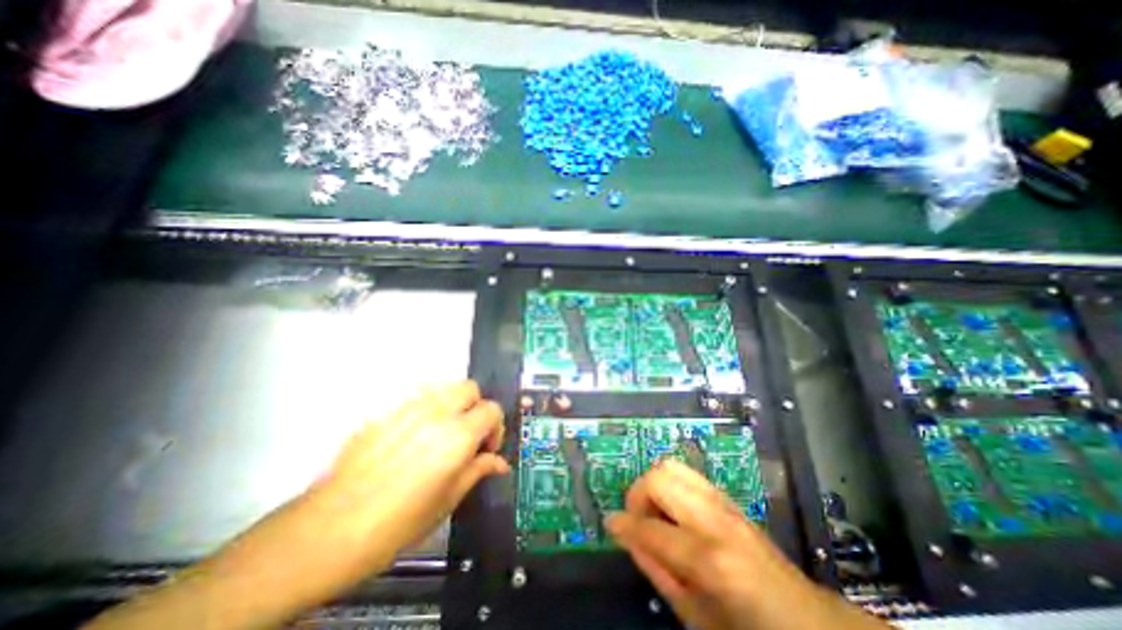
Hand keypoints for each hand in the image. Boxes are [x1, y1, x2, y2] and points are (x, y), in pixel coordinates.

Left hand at [311, 378, 511, 565]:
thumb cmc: (398, 523)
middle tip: (467, 435)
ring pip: (444, 388)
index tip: (485, 449)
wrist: (329, 530)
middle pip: (470, 388)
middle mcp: (436, 413)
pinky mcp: (385, 413)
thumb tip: (499, 463)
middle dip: (476, 407)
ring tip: (441, 434)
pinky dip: (425, 411)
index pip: (492, 410)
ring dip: (452, 405)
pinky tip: (412, 440)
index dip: (496, 428)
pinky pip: (415, 400)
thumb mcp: (447, 500)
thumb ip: (478, 471)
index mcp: (457, 436)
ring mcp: (407, 408)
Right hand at [609, 461, 888, 629]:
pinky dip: (670, 486)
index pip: (650, 528)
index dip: (623, 524)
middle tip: (637, 519)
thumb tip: (627, 536)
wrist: (806, 619)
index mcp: (709, 558)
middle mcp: (715, 518)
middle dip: (638, 494)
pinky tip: (673, 511)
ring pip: (673, 467)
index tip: (610, 524)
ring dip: (654, 486)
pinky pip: (687, 475)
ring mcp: (724, 502)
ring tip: (654, 513)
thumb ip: (656, 571)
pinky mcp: (727, 497)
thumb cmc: (749, 629)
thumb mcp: (696, 616)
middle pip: (660, 477)